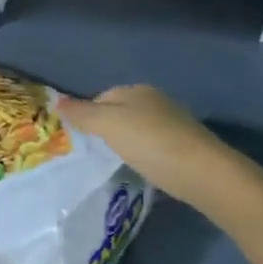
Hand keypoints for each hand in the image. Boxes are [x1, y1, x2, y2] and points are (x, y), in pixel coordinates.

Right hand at [58, 85, 255, 215]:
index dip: (88, 115)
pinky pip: (157, 144)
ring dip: (129, 141)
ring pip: (140, 128)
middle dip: (108, 127)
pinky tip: (146, 168)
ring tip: (119, 162)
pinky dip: (147, 153)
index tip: (81, 139)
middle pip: (122, 110)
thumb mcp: (109, 126)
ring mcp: (175, 122)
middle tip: (97, 152)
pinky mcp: (188, 145)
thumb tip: (56, 101)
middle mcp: (156, 100)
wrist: (205, 173)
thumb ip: (83, 114)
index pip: (102, 96)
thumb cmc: (151, 144)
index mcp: (136, 90)